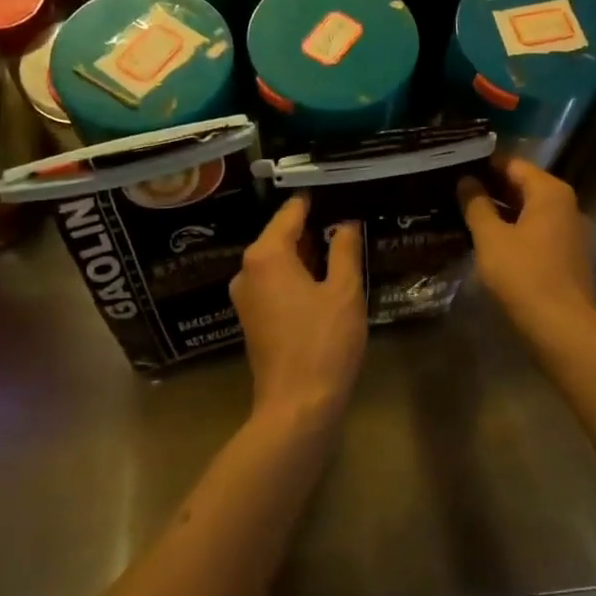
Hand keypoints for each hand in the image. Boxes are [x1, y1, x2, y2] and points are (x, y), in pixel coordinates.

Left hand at [231, 194, 366, 423]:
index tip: (340, 188)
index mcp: (266, 255)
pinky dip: (298, 274)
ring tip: (343, 242)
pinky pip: (276, 282)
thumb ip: (344, 249)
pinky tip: (326, 277)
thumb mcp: (344, 291)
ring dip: (307, 252)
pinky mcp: (253, 318)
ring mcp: (247, 296)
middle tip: (348, 215)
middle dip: (313, 226)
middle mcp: (248, 270)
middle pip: (282, 235)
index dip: (316, 200)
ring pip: (279, 260)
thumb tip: (344, 223)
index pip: (291, 212)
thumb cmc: (323, 342)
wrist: (297, 407)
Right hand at [458, 158, 595, 329]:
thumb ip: (476, 205)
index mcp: (550, 192)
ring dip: (499, 210)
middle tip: (453, 189)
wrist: (562, 327)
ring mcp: (568, 231)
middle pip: (523, 185)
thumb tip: (466, 181)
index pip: (513, 164)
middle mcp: (565, 205)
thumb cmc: (524, 275)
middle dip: (490, 187)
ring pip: (528, 210)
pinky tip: (486, 238)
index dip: (483, 164)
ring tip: (463, 211)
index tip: (455, 166)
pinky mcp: (565, 254)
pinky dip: (512, 229)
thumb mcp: (491, 238)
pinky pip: (535, 230)